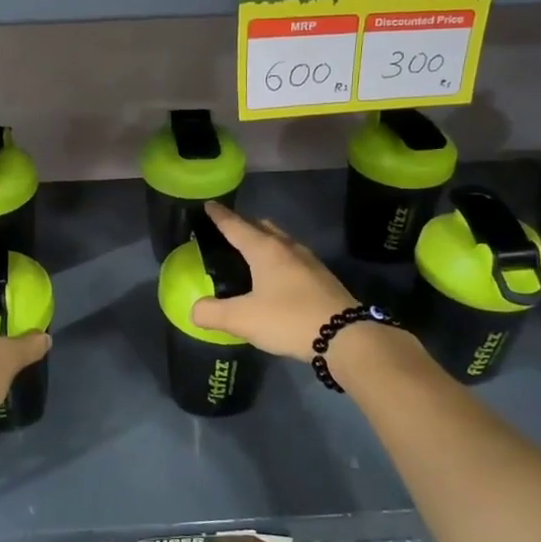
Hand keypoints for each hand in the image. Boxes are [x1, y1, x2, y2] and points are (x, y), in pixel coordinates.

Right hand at [189, 202, 357, 361]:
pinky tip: (277, 276)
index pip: (236, 226)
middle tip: (228, 229)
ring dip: (264, 239)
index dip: (219, 216)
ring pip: (281, 240)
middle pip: (262, 227)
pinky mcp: (322, 278)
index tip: (209, 204)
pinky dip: (279, 257)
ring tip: (251, 251)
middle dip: (244, 224)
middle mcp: (287, 248)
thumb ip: (213, 313)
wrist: (346, 337)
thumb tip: (194, 310)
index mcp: (265, 250)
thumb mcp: (243, 320)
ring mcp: (309, 261)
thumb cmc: (289, 319)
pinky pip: (293, 257)